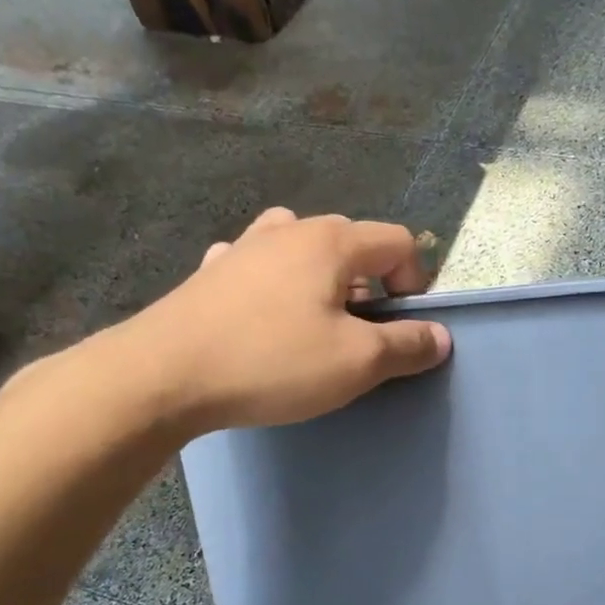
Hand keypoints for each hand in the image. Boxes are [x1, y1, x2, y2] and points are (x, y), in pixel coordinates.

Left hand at [83, 207, 450, 437]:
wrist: (162, 375)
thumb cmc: (272, 361)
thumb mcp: (356, 362)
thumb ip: (407, 345)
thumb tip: (441, 336)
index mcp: (332, 241)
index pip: (398, 243)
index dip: (416, 283)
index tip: (404, 328)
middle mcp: (289, 229)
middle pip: (353, 244)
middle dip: (372, 286)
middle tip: (363, 334)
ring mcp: (244, 246)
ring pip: (304, 251)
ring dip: (323, 282)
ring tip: (316, 323)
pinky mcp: (210, 272)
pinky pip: (260, 266)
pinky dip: (276, 285)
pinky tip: (264, 317)